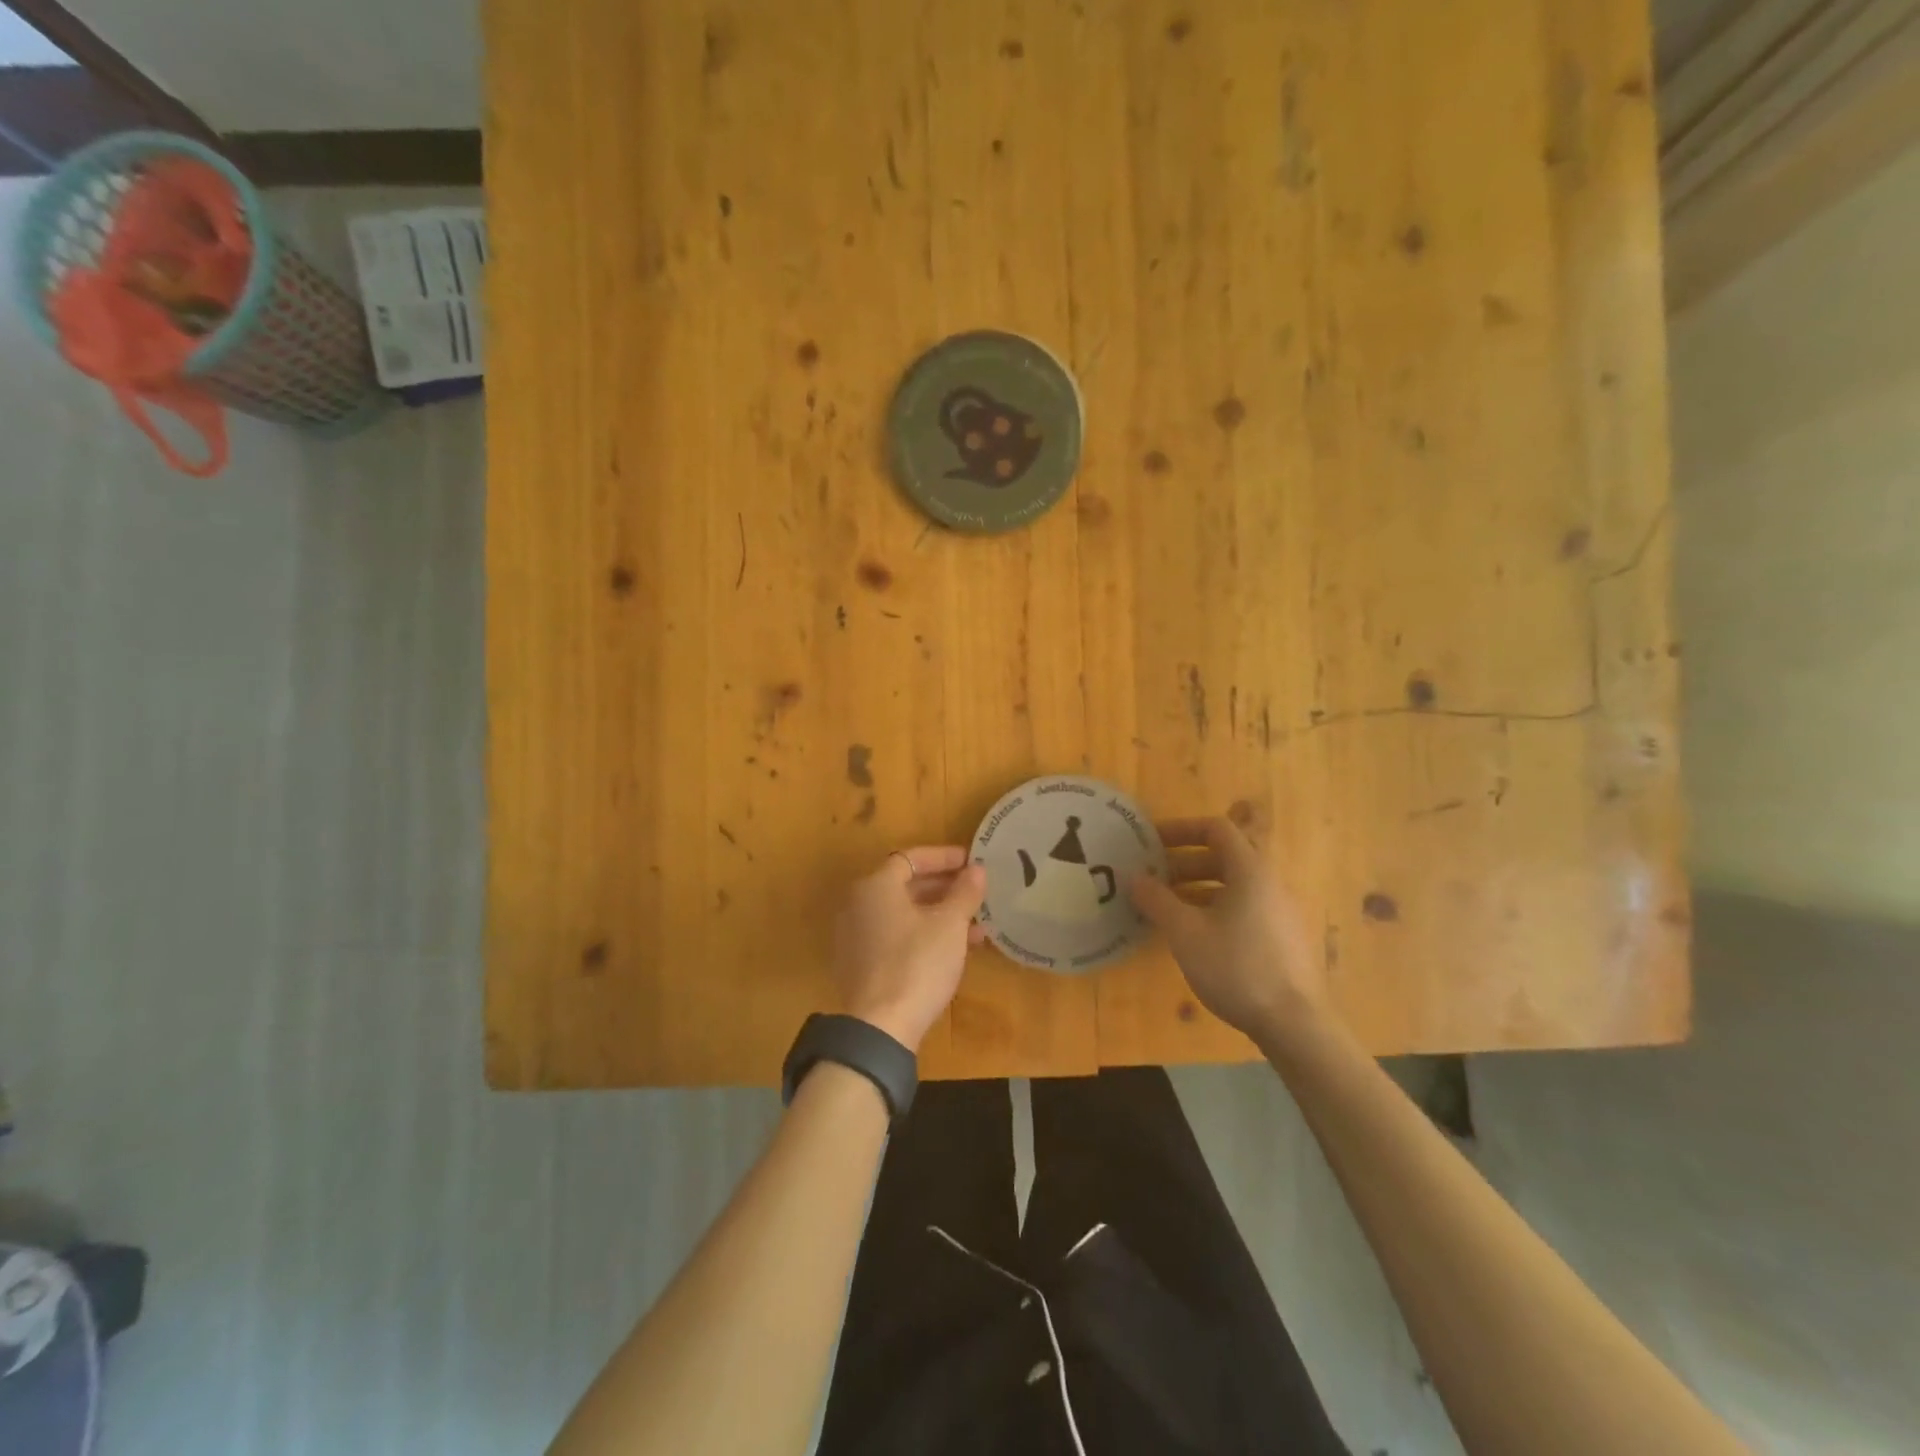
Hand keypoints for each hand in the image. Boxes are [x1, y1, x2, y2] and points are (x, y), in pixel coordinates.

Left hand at [833, 846, 986, 1052]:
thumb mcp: (950, 925)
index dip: (943, 857)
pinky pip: (894, 936)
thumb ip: (964, 892)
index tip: (971, 861)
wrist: (880, 1027)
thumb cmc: (917, 964)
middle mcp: (858, 904)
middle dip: (944, 888)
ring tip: (976, 927)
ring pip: (903, 914)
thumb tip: (977, 869)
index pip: (910, 857)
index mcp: (875, 886)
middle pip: (905, 885)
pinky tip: (952, 950)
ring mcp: (855, 935)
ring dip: (938, 915)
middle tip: (975, 893)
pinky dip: (922, 934)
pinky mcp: (859, 963)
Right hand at [1129, 816, 1325, 1040]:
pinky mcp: (1281, 937)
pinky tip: (1193, 934)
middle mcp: (1269, 882)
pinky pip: (1243, 906)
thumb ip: (1157, 900)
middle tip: (1152, 876)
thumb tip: (1134, 877)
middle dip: (1184, 861)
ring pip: (1233, 884)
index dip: (1181, 829)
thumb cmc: (1237, 967)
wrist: (1295, 1024)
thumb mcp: (1185, 932)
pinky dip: (1214, 907)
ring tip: (1165, 906)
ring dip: (1196, 886)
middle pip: (1224, 855)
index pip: (1216, 828)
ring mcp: (1279, 911)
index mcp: (1250, 870)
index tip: (1151, 842)